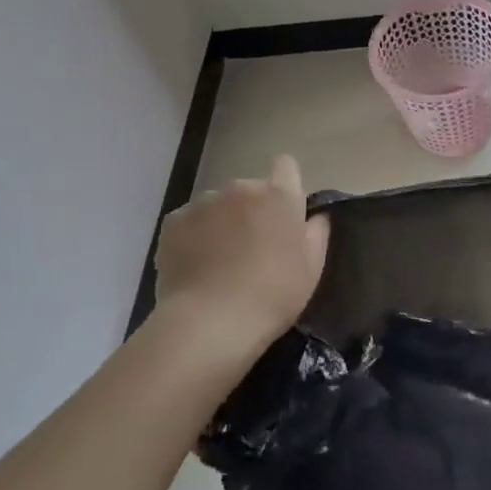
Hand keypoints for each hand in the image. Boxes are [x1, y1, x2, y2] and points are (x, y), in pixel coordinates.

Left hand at [154, 155, 328, 353]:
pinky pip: (189, 221)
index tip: (284, 212)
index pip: (286, 166)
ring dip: (222, 222)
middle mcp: (241, 188)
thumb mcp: (312, 266)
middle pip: (250, 190)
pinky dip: (193, 236)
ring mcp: (204, 203)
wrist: (210, 323)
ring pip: (218, 205)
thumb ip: (317, 231)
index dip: (286, 186)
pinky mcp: (173, 223)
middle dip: (251, 210)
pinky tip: (195, 265)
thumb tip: (315, 215)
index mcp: (278, 194)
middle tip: (252, 247)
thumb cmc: (272, 293)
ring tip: (218, 260)